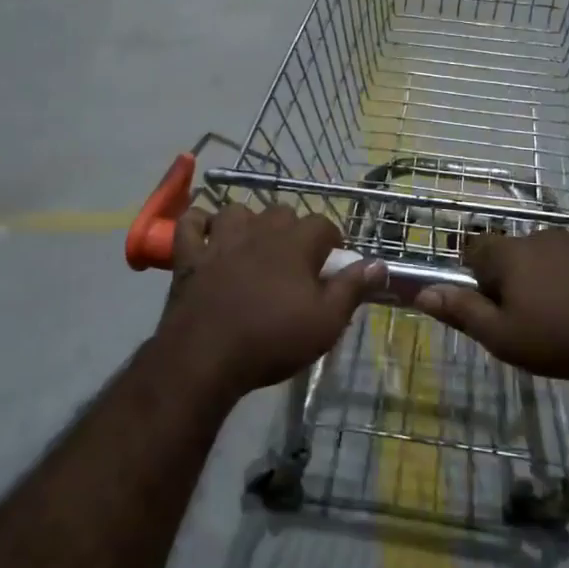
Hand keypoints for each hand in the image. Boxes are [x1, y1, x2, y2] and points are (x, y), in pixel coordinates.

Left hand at [157, 202, 383, 402]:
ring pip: (238, 211)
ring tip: (252, 246)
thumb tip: (378, 264)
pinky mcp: (189, 255)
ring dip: (247, 222)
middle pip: (282, 212)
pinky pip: (190, 223)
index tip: (332, 264)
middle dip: (292, 229)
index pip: (323, 224)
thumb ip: (352, 288)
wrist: (206, 357)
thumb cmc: (272, 339)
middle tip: (295, 260)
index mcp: (295, 243)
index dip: (332, 241)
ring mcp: (221, 240)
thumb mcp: (326, 322)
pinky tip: (206, 234)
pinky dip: (198, 223)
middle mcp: (259, 230)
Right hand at [414, 229, 568, 383]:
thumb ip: (462, 311)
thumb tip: (423, 292)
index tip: (491, 304)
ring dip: (548, 276)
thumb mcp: (503, 337)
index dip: (476, 275)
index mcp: (510, 254)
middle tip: (529, 317)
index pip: (475, 249)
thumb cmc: (562, 340)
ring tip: (565, 314)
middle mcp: (541, 235)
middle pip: (513, 253)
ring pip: (549, 255)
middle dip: (514, 278)